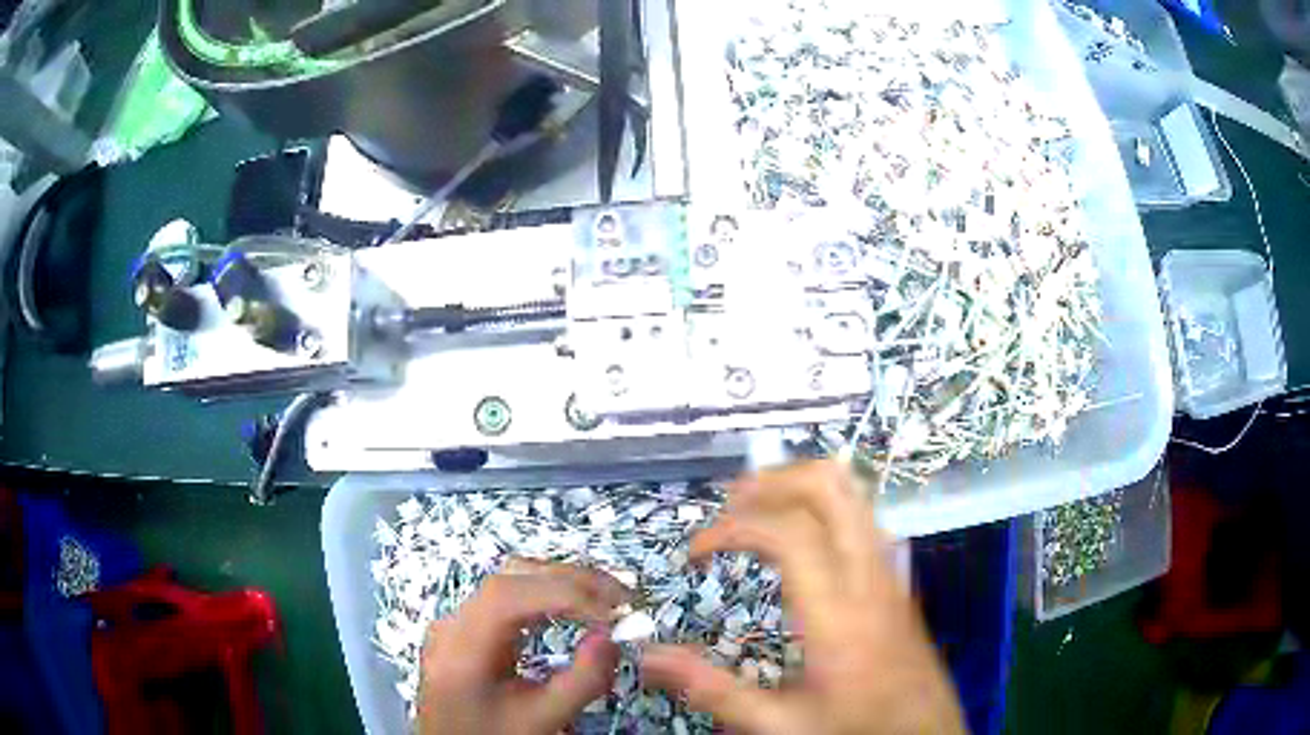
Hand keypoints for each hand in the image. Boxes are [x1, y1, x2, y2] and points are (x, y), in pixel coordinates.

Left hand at [417, 560, 627, 734]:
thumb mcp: (542, 719)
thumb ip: (581, 682)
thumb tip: (612, 637)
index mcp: (461, 646)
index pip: (508, 596)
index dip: (564, 594)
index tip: (612, 616)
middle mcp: (454, 622)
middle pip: (511, 577)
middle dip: (571, 580)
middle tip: (622, 599)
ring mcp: (460, 620)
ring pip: (511, 580)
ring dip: (562, 582)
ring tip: (606, 601)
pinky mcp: (471, 627)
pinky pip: (510, 597)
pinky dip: (548, 594)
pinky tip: (574, 609)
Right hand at [641, 461, 965, 734]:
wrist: (923, 728)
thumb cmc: (854, 726)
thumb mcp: (779, 723)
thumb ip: (714, 690)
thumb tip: (650, 657)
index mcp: (837, 614)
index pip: (789, 534)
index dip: (732, 527)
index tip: (694, 553)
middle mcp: (868, 577)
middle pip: (831, 488)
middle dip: (773, 481)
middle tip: (729, 503)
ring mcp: (888, 570)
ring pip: (854, 492)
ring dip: (800, 485)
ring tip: (757, 507)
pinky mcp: (895, 575)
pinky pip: (862, 515)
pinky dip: (824, 504)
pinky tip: (800, 534)